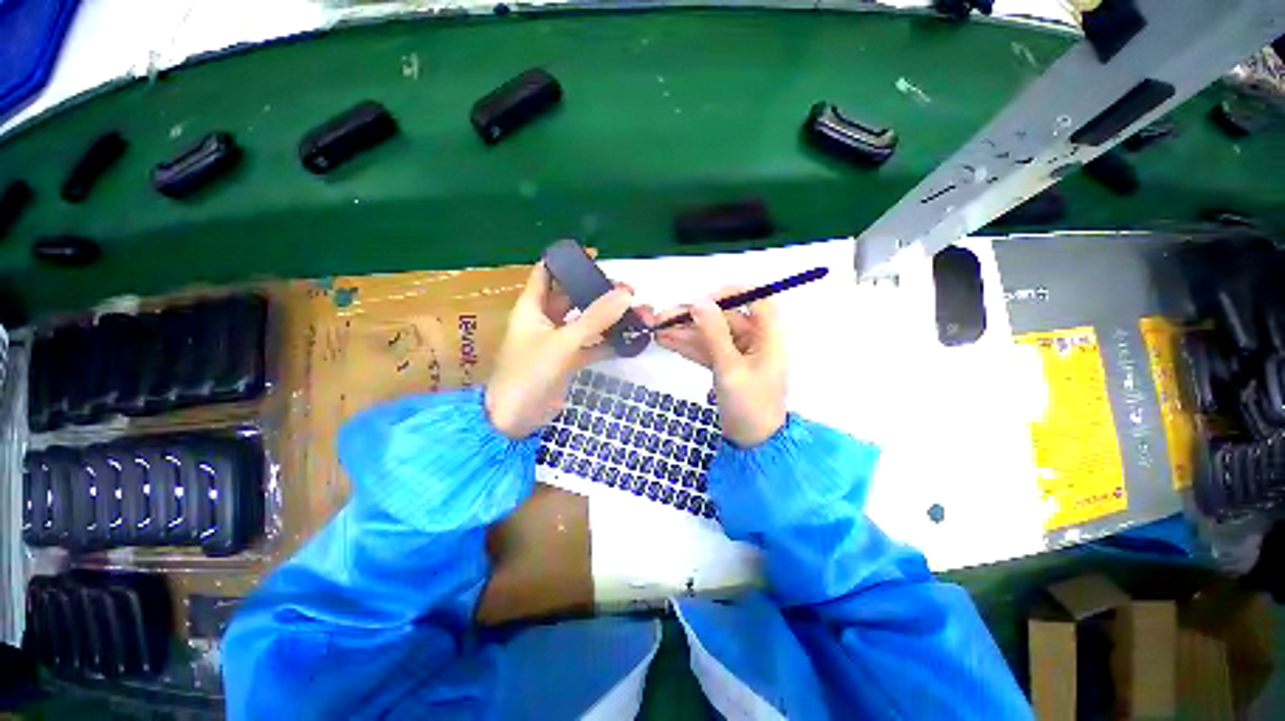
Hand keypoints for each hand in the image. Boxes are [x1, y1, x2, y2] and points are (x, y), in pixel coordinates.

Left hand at [486, 261, 645, 438]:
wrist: (516, 419)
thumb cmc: (529, 373)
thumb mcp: (563, 342)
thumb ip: (595, 318)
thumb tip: (625, 293)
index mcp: (533, 307)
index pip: (548, 273)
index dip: (568, 262)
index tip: (597, 257)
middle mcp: (545, 320)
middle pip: (574, 297)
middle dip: (599, 292)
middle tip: (630, 292)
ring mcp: (559, 341)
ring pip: (587, 322)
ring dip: (610, 318)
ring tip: (639, 314)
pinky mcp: (569, 361)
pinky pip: (593, 345)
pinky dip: (610, 342)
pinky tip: (631, 339)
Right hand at [653, 288, 786, 446]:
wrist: (752, 442)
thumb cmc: (749, 405)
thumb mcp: (729, 368)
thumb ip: (714, 333)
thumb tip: (699, 301)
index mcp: (768, 336)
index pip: (757, 298)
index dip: (732, 293)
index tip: (704, 300)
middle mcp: (755, 340)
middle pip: (724, 318)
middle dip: (694, 318)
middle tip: (663, 318)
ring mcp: (739, 353)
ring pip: (711, 334)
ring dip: (685, 332)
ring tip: (657, 330)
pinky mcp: (726, 365)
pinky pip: (707, 350)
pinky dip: (688, 347)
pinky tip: (666, 342)